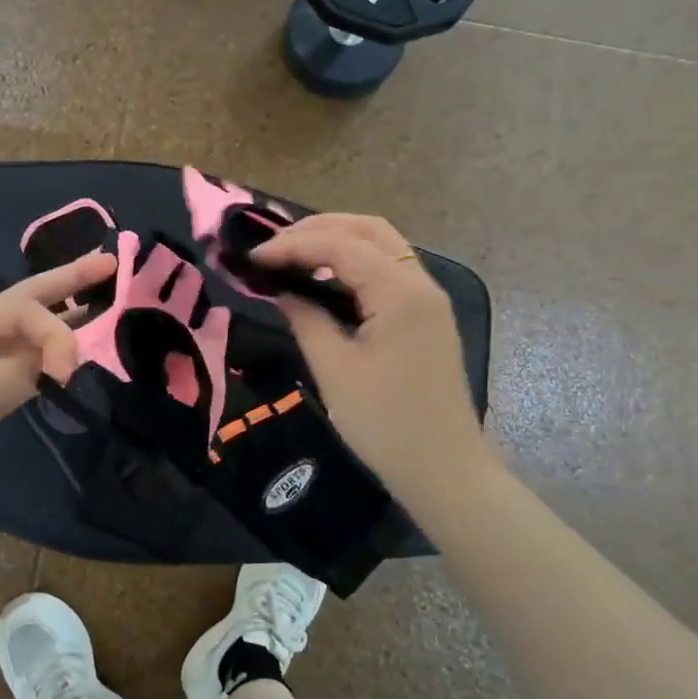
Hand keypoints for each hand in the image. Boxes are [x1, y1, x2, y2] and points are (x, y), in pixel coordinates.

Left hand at [0, 250, 116, 505]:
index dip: (58, 336)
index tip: (68, 374)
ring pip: (30, 337)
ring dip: (65, 323)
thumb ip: (27, 370)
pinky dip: (50, 363)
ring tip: (104, 305)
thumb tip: (63, 364)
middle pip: (32, 302)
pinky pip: (24, 370)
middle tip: (110, 264)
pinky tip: (73, 360)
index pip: (28, 312)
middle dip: (71, 282)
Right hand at [251, 214, 497, 505]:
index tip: (253, 257)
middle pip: (368, 229)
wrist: (444, 469)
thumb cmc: (386, 424)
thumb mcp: (335, 370)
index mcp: (401, 293)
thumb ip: (306, 320)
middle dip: (318, 229)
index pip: (341, 246)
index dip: (293, 245)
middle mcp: (420, 283)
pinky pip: (388, 269)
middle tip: (273, 246)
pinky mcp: (426, 315)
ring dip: (337, 240)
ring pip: (382, 244)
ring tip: (293, 253)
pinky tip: (325, 276)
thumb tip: (281, 291)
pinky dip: (354, 261)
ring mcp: (428, 298)